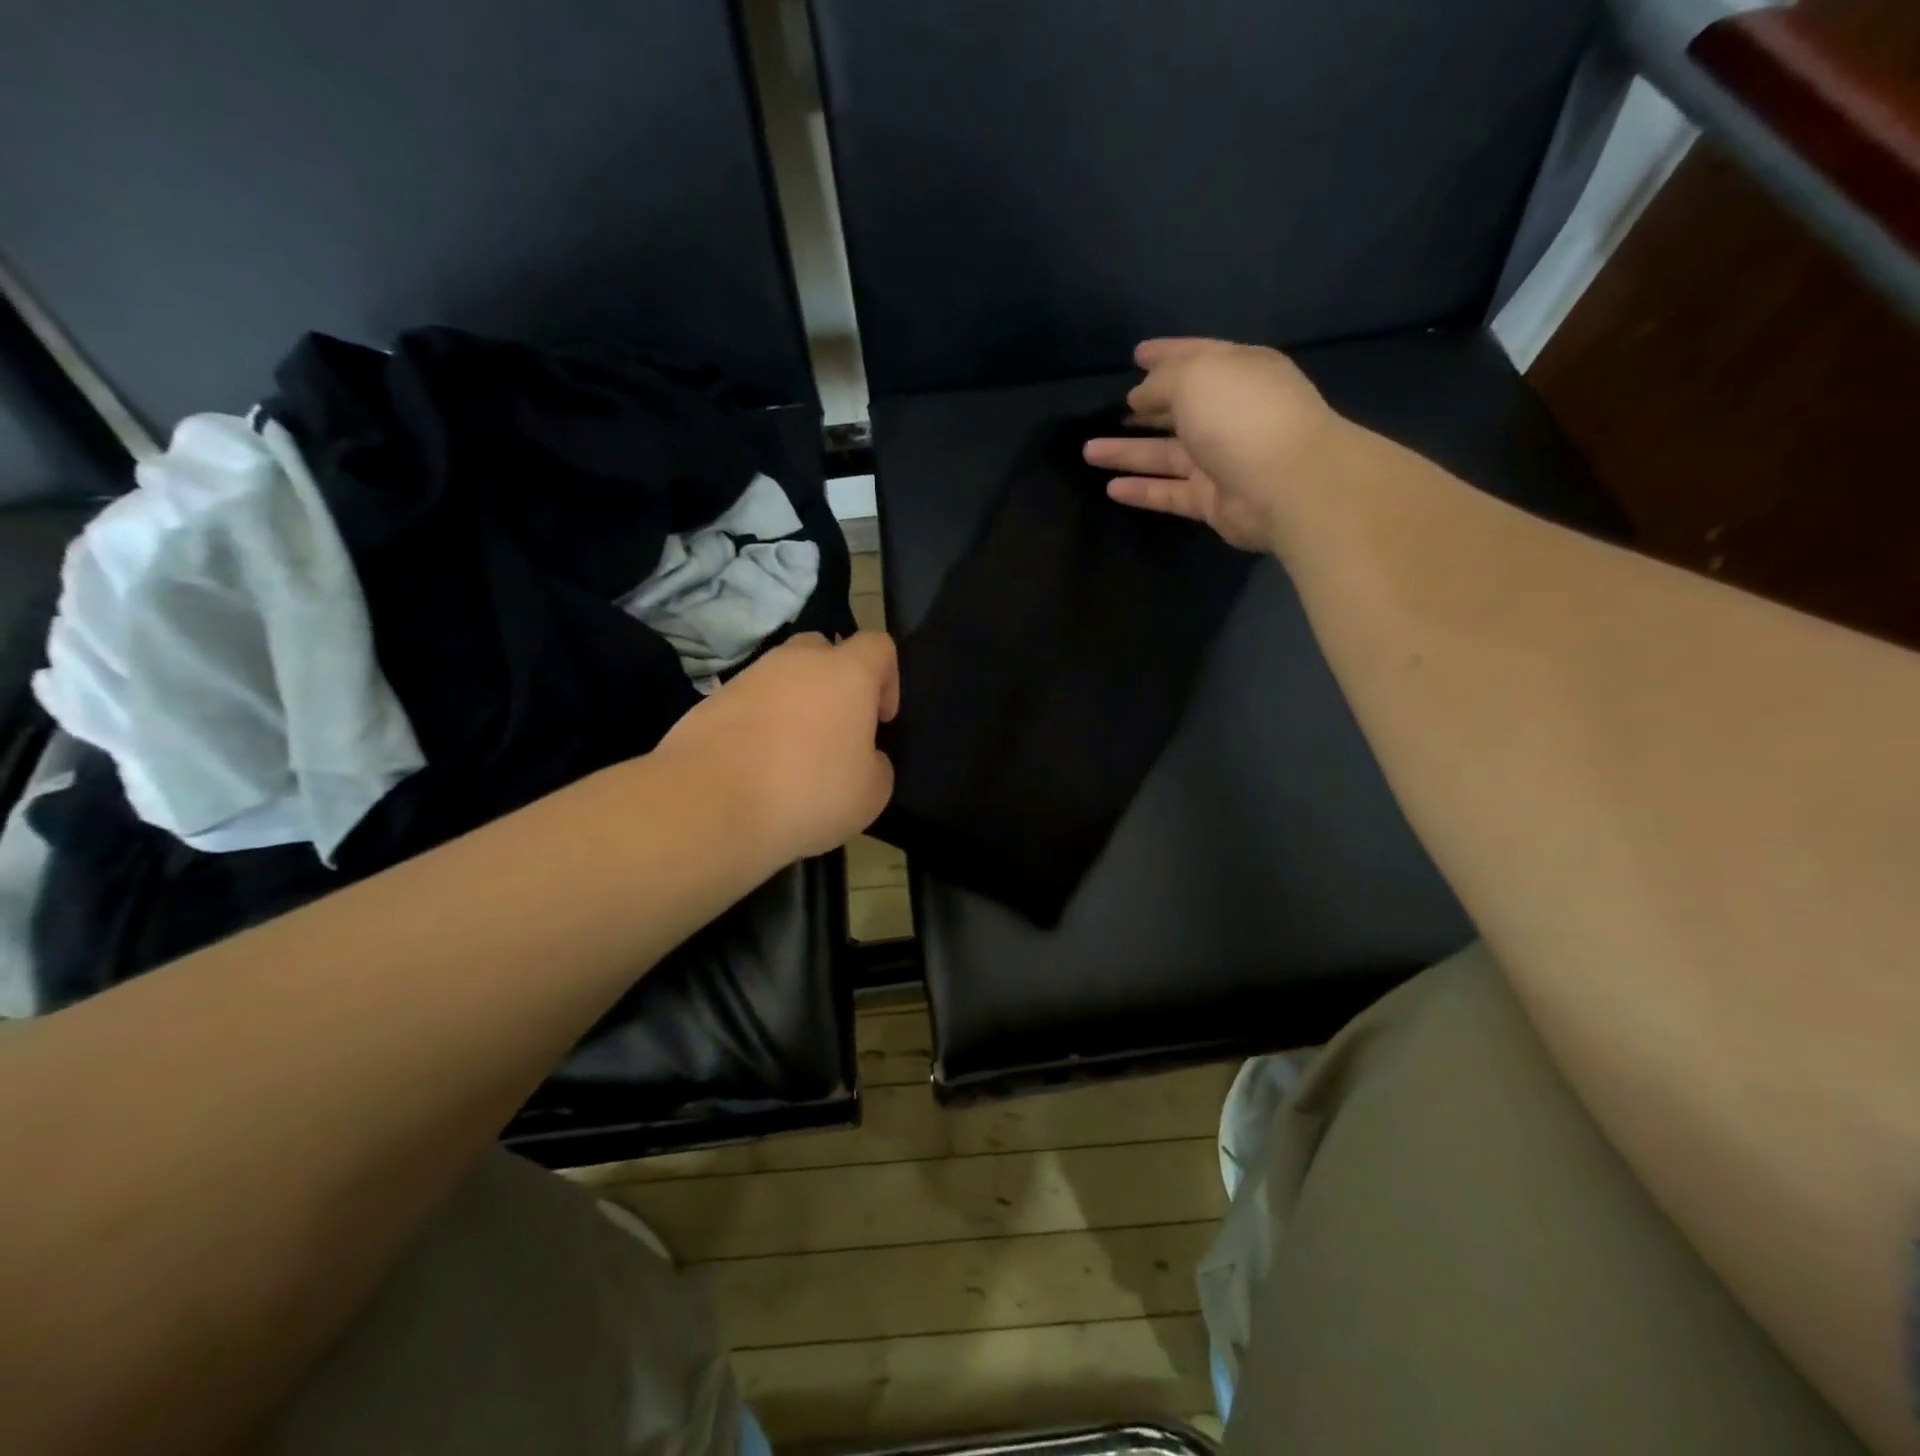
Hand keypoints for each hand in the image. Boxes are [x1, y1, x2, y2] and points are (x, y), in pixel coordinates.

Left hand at [658, 631, 899, 865]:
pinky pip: (750, 703)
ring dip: (795, 704)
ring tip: (794, 755)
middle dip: (836, 682)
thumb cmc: (808, 792)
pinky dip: (760, 725)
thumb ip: (877, 765)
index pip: (878, 646)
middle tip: (838, 730)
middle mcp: (797, 662)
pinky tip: (758, 766)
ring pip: (783, 677)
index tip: (882, 719)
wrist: (710, 803)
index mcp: (846, 673)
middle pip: (825, 651)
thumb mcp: (871, 793)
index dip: (889, 678)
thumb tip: (864, 758)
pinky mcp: (713, 700)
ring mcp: (750, 677)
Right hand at [1084, 338, 1342, 553]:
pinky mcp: (1213, 501)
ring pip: (1167, 454)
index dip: (1165, 354)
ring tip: (1088, 451)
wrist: (1288, 484)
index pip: (1196, 357)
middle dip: (1146, 408)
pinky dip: (1142, 490)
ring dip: (1129, 452)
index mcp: (1238, 372)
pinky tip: (1110, 488)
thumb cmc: (1242, 415)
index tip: (1135, 355)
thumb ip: (1162, 382)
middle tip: (1111, 409)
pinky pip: (1170, 492)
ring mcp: (1222, 460)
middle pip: (1180, 408)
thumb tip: (1140, 397)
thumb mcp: (1196, 377)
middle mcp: (1230, 414)